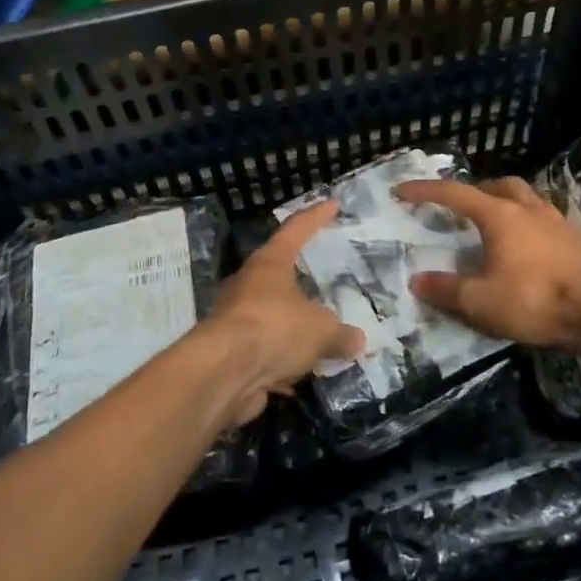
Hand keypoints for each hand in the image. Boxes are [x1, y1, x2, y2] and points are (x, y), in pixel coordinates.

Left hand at [201, 199, 364, 424]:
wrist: (223, 373)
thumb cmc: (275, 329)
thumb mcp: (321, 331)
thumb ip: (340, 334)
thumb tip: (357, 340)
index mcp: (270, 264)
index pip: (296, 230)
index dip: (316, 217)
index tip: (332, 204)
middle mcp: (248, 285)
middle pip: (277, 275)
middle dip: (300, 282)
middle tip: (324, 285)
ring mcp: (235, 319)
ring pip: (270, 318)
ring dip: (291, 329)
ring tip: (318, 339)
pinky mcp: (230, 353)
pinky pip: (264, 352)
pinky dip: (280, 362)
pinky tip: (299, 376)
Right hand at [393, 177, 580, 348]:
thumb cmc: (534, 300)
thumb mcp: (480, 302)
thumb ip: (446, 289)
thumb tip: (417, 281)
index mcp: (500, 216)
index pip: (455, 194)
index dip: (425, 191)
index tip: (402, 190)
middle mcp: (528, 209)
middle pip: (499, 185)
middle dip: (476, 190)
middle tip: (462, 207)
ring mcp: (557, 221)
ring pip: (527, 198)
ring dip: (506, 203)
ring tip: (496, 224)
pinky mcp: (576, 239)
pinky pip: (545, 219)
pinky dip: (528, 223)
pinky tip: (527, 246)